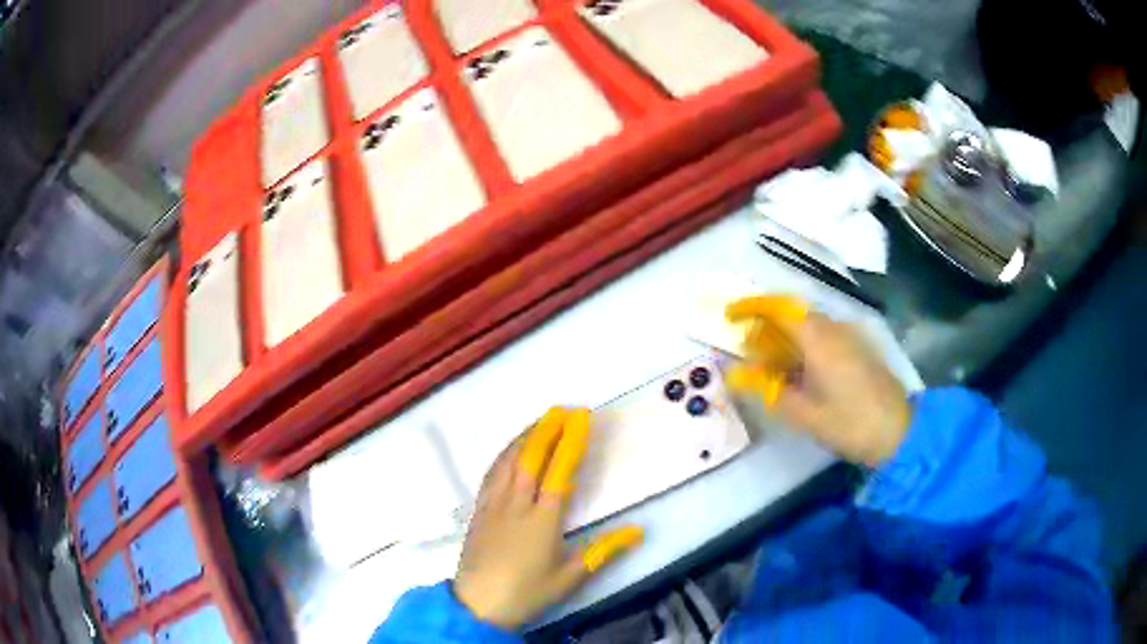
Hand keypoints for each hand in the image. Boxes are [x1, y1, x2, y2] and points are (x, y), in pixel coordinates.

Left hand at [454, 407, 643, 629]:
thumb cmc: (527, 593)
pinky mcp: (479, 510)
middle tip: (564, 408)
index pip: (560, 471)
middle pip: (531, 457)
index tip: (582, 418)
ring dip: (525, 435)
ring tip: (541, 420)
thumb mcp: (570, 577)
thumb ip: (604, 551)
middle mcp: (516, 504)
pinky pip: (492, 472)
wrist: (477, 605)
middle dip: (548, 428)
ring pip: (508, 460)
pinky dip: (504, 453)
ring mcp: (493, 504)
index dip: (572, 441)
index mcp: (543, 519)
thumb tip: (639, 530)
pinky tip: (510, 450)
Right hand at [726, 297, 910, 465]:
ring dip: (785, 337)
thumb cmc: (849, 423)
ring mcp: (849, 335)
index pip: (778, 307)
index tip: (729, 316)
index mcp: (818, 338)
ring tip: (770, 367)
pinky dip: (803, 345)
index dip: (751, 307)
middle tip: (748, 353)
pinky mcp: (858, 347)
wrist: (898, 431)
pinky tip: (799, 372)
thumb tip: (735, 374)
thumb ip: (767, 390)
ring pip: (808, 324)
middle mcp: (834, 327)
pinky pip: (823, 335)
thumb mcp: (803, 413)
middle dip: (766, 326)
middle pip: (793, 313)